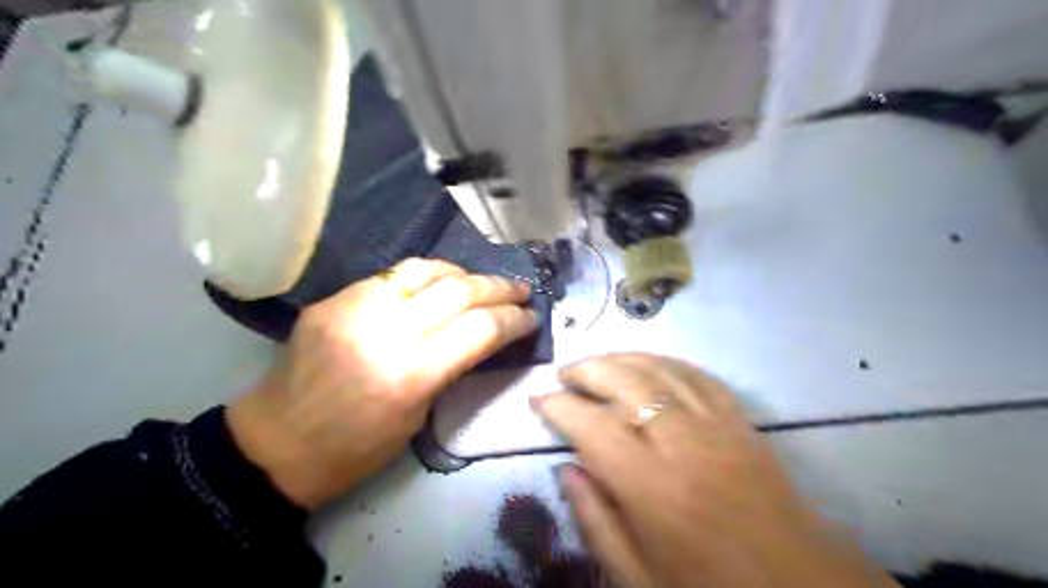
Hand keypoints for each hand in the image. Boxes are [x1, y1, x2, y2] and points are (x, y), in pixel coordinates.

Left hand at [225, 258, 534, 509]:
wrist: (277, 444)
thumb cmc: (356, 448)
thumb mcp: (418, 416)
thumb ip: (451, 367)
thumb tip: (482, 334)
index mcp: (411, 374)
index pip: (480, 329)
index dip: (514, 320)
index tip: (532, 317)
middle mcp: (385, 331)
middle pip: (459, 291)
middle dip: (500, 288)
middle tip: (521, 290)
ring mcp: (355, 307)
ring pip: (426, 270)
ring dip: (464, 273)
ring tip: (482, 282)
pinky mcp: (334, 298)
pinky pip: (391, 274)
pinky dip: (425, 275)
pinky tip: (438, 282)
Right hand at [535, 355, 896, 587]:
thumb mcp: (636, 575)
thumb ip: (594, 518)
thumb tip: (566, 467)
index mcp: (651, 487)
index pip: (591, 425)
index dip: (558, 406)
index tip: (538, 399)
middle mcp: (682, 443)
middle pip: (625, 381)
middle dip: (587, 369)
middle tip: (564, 374)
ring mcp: (716, 426)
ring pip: (659, 369)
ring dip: (622, 358)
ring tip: (597, 363)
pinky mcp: (741, 421)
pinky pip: (697, 375)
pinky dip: (665, 363)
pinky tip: (647, 365)